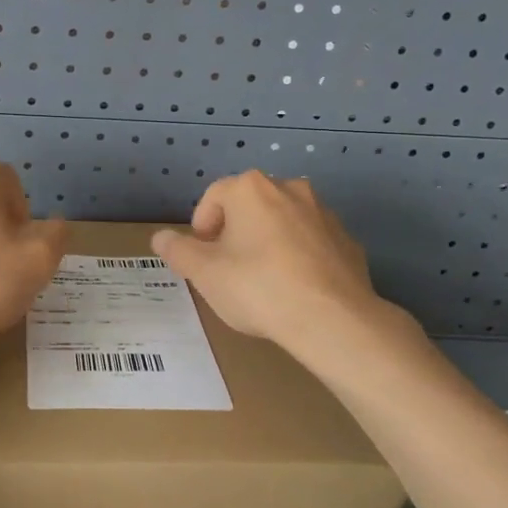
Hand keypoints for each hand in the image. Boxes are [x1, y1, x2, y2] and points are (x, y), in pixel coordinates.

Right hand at [152, 170, 403, 351]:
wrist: (333, 320)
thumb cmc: (258, 287)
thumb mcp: (204, 273)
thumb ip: (178, 251)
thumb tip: (160, 238)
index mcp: (251, 189)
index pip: (214, 196)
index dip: (201, 226)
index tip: (202, 256)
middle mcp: (290, 188)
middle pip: (250, 205)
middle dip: (235, 232)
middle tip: (228, 268)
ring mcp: (324, 213)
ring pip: (284, 221)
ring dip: (268, 241)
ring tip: (263, 280)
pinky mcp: (348, 241)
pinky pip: (312, 243)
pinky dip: (300, 257)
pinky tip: (295, 289)